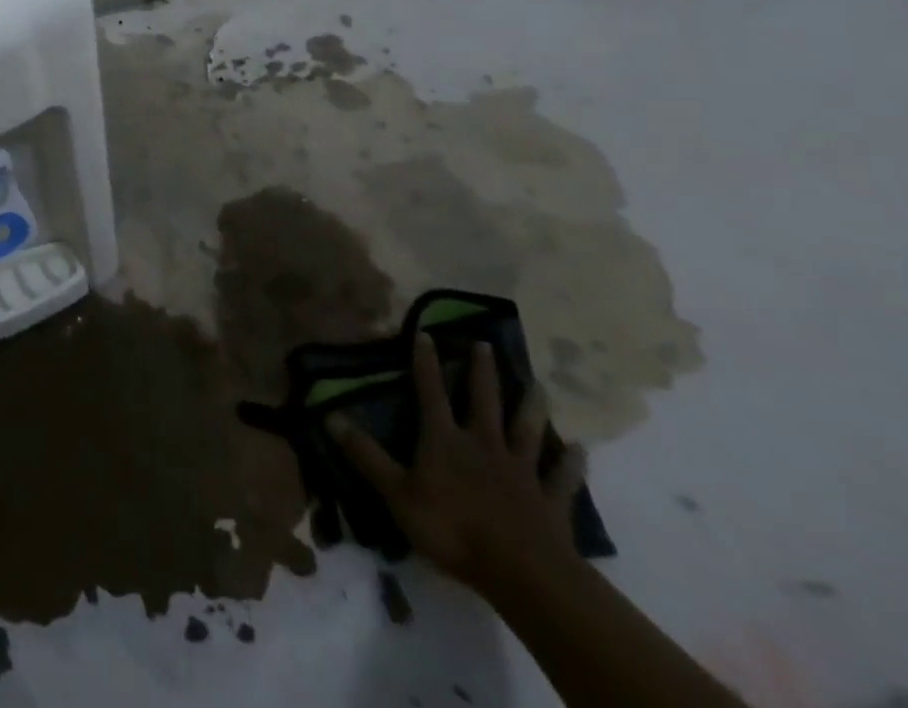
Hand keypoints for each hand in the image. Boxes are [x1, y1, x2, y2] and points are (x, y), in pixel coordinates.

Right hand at [327, 334, 584, 593]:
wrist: (524, 574)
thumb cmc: (453, 529)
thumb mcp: (396, 492)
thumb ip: (364, 454)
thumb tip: (327, 415)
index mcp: (444, 439)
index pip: (431, 391)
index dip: (426, 362)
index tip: (426, 332)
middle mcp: (483, 444)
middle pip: (482, 400)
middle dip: (481, 371)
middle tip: (485, 343)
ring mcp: (520, 471)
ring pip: (526, 430)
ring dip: (531, 407)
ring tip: (539, 385)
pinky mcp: (550, 501)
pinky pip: (562, 478)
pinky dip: (571, 463)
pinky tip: (580, 450)